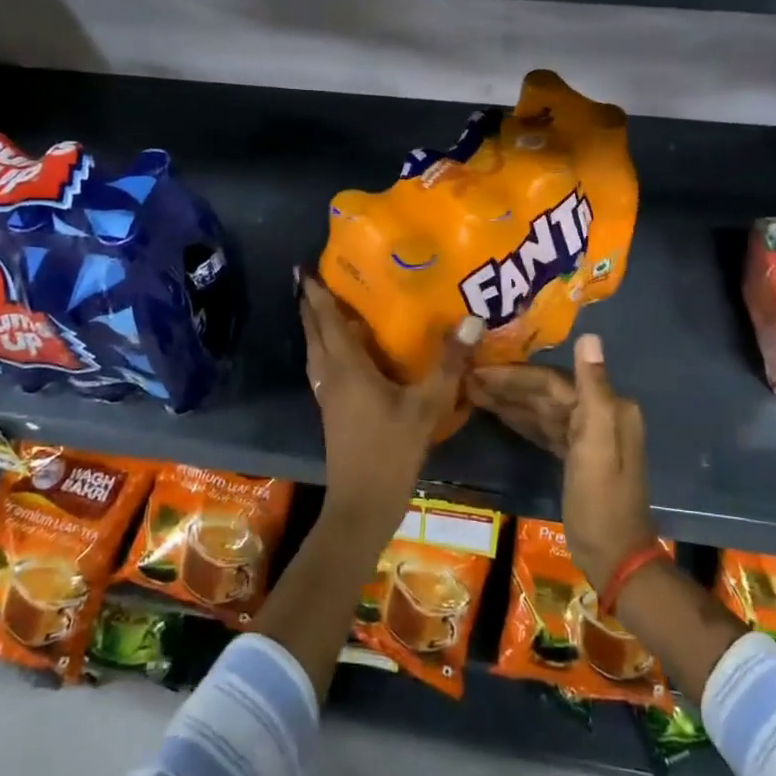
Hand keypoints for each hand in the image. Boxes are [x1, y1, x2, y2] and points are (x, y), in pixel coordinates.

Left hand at [298, 267, 482, 537]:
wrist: (361, 506)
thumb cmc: (390, 452)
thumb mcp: (425, 407)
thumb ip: (448, 364)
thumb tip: (471, 319)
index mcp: (347, 369)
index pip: (328, 322)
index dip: (316, 295)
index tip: (304, 269)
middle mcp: (331, 377)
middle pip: (315, 334)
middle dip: (311, 307)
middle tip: (311, 280)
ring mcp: (329, 397)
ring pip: (317, 353)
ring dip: (317, 329)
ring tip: (326, 309)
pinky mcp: (334, 412)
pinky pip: (325, 368)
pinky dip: (327, 350)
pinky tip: (345, 353)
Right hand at [470, 334, 656, 589]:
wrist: (615, 558)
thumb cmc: (601, 501)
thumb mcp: (596, 444)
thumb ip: (593, 389)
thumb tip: (590, 337)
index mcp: (607, 408)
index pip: (553, 381)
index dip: (515, 375)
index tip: (478, 369)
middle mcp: (599, 415)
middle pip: (546, 392)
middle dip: (507, 385)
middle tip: (466, 378)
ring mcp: (587, 437)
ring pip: (542, 410)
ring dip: (509, 400)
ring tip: (471, 392)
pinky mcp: (576, 456)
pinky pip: (544, 429)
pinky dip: (521, 420)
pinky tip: (495, 413)